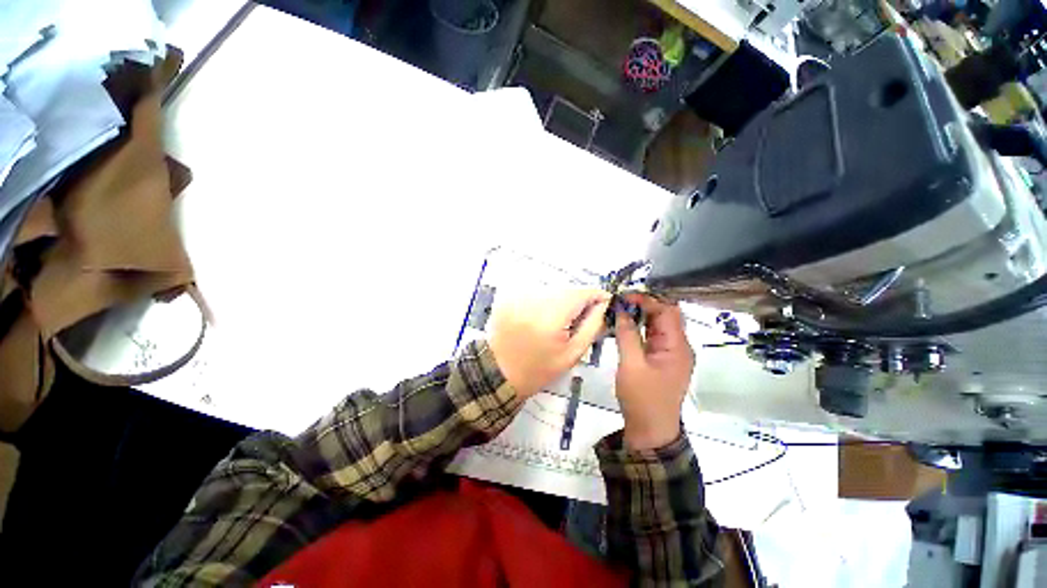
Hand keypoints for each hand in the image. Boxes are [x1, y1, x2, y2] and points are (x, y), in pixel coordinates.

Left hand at [489, 288, 610, 398]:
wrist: (500, 372)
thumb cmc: (539, 368)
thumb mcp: (573, 353)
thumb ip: (592, 325)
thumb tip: (604, 304)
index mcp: (550, 316)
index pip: (581, 293)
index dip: (597, 295)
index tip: (606, 302)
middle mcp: (533, 299)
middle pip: (567, 289)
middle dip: (579, 300)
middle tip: (580, 318)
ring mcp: (518, 296)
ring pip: (552, 289)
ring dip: (562, 300)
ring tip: (559, 321)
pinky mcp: (509, 296)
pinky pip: (536, 291)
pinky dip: (545, 300)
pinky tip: (542, 318)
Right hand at [614, 294, 694, 450]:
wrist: (650, 431)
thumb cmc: (643, 399)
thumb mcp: (631, 365)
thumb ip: (627, 335)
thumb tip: (620, 310)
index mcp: (678, 346)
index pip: (667, 311)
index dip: (646, 300)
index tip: (623, 297)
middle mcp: (678, 346)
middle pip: (664, 316)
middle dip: (642, 305)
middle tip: (618, 301)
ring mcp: (670, 353)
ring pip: (657, 325)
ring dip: (639, 316)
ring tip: (618, 310)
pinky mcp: (661, 360)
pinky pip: (651, 337)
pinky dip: (638, 328)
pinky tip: (623, 325)